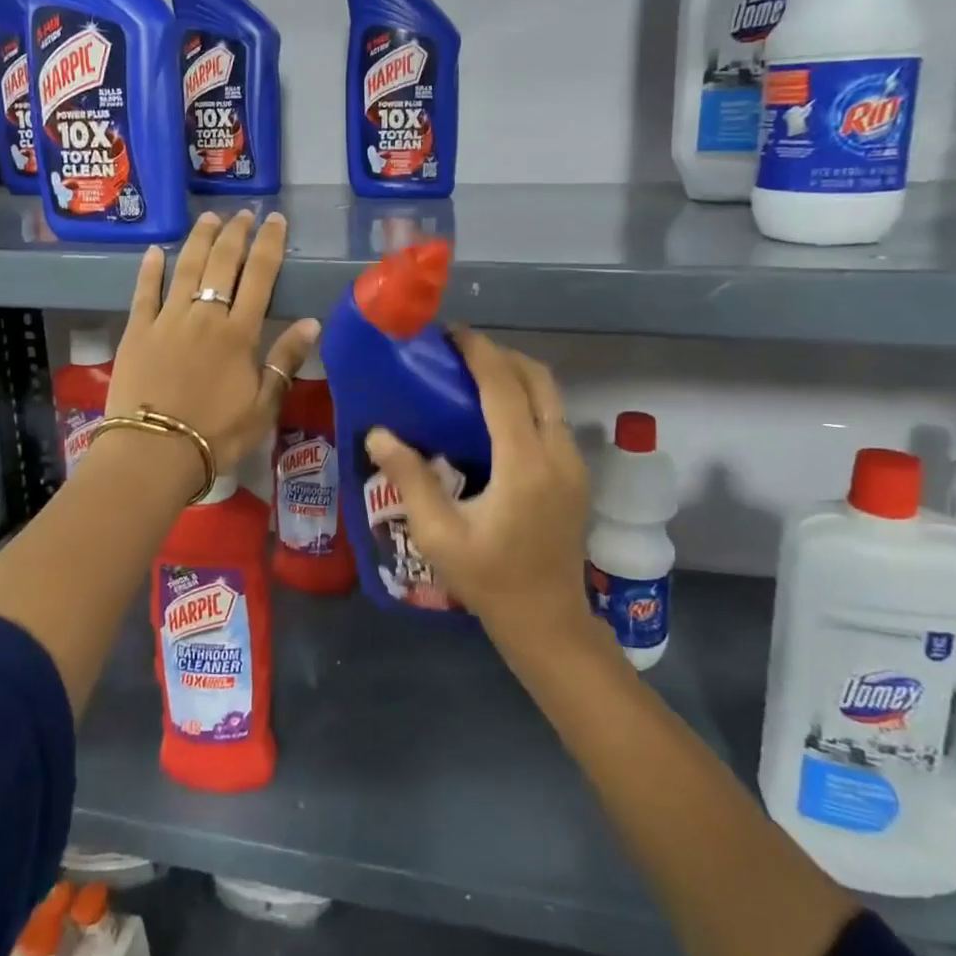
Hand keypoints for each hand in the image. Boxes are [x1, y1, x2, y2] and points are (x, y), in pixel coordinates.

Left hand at [108, 209, 319, 472]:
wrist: (155, 452)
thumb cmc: (217, 434)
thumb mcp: (264, 405)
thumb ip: (285, 360)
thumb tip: (313, 322)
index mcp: (239, 333)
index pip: (260, 276)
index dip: (269, 244)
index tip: (275, 221)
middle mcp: (205, 316)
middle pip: (222, 263)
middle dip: (235, 234)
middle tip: (242, 214)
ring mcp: (167, 320)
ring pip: (185, 268)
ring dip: (198, 240)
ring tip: (208, 218)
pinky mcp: (136, 331)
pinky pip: (144, 292)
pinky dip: (149, 269)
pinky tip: (154, 251)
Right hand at [364, 328, 594, 648]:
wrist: (547, 621)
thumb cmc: (489, 580)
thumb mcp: (438, 534)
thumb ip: (410, 478)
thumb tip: (378, 433)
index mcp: (524, 465)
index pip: (504, 387)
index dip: (478, 352)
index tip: (449, 333)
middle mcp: (557, 454)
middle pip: (537, 378)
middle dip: (499, 355)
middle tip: (458, 353)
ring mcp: (574, 463)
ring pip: (550, 395)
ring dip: (515, 374)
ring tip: (472, 375)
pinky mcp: (576, 473)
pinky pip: (553, 416)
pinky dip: (527, 398)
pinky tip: (495, 413)